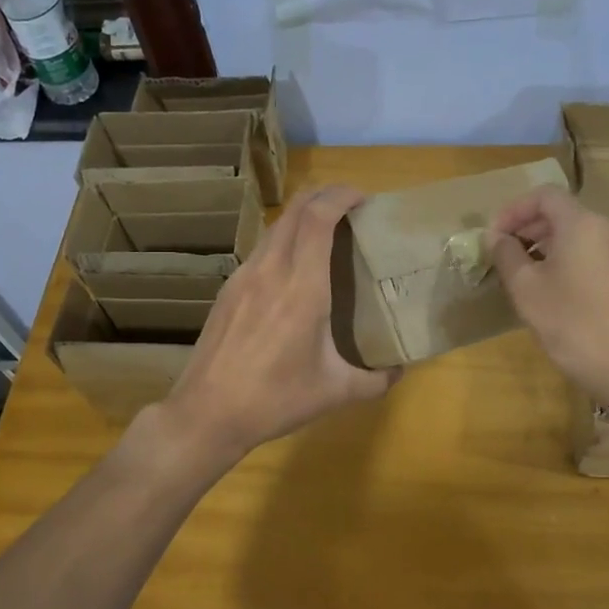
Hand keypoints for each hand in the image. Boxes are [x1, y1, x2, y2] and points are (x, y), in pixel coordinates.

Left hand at [161, 185, 397, 463]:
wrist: (207, 413)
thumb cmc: (275, 400)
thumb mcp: (335, 392)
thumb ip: (376, 379)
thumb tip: (400, 369)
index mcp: (302, 288)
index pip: (318, 218)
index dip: (341, 196)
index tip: (363, 198)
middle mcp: (271, 271)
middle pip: (295, 210)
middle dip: (324, 195)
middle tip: (350, 205)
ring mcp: (244, 277)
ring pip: (276, 227)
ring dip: (302, 216)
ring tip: (327, 231)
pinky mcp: (228, 289)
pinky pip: (261, 249)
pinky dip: (284, 239)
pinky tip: (294, 267)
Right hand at [486, 186, 608, 404]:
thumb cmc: (571, 323)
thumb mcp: (526, 288)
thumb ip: (507, 255)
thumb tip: (497, 238)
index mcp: (583, 223)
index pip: (543, 196)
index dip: (513, 210)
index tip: (493, 236)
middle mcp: (608, 229)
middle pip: (562, 214)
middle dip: (528, 228)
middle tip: (503, 255)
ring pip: (577, 236)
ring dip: (546, 246)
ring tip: (523, 274)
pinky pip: (592, 255)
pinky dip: (567, 260)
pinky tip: (552, 290)